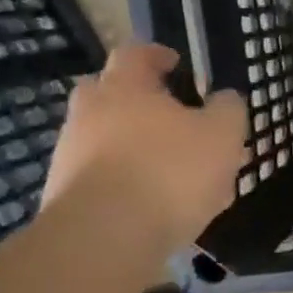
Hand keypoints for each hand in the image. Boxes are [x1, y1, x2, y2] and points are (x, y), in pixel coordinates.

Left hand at [40, 43, 247, 247]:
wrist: (103, 239)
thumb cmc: (169, 171)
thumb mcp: (222, 134)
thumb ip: (227, 109)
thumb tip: (224, 98)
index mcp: (125, 86)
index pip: (136, 53)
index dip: (159, 55)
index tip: (177, 65)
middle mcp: (89, 113)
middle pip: (114, 95)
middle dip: (144, 104)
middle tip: (178, 122)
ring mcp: (70, 155)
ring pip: (110, 140)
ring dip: (140, 149)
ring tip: (179, 177)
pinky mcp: (65, 196)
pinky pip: (104, 178)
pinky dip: (129, 184)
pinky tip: (159, 209)